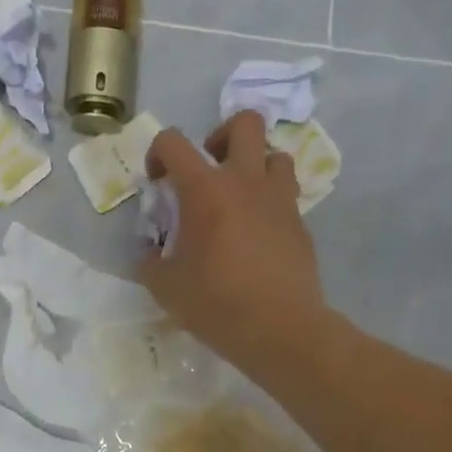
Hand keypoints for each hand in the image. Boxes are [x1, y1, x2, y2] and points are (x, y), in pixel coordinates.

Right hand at [139, 111, 326, 381]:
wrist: (279, 329)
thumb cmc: (215, 303)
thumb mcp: (164, 287)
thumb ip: (150, 262)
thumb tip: (150, 256)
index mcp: (205, 190)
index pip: (174, 141)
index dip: (158, 153)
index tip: (158, 182)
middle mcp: (246, 182)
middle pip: (244, 123)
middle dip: (222, 134)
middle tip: (209, 167)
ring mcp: (279, 200)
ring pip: (276, 155)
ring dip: (255, 166)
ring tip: (240, 197)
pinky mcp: (301, 223)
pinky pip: (286, 195)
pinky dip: (270, 202)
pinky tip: (258, 234)